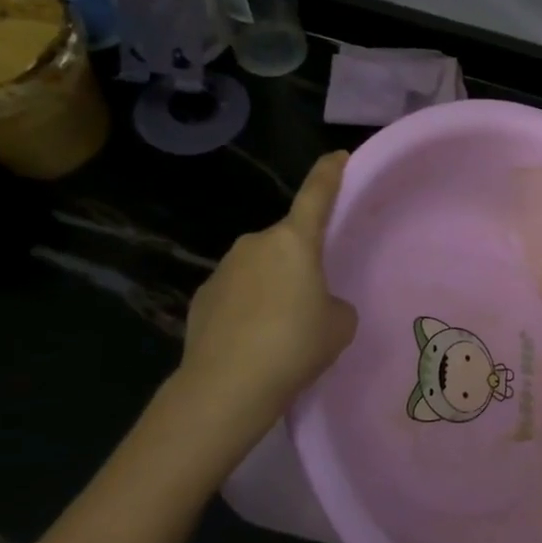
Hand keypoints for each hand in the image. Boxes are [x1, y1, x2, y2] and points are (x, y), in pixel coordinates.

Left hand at [172, 152, 358, 442]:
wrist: (227, 386)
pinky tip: (255, 340)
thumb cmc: (296, 345)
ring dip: (275, 285)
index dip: (330, 173)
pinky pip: (237, 293)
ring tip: (285, 328)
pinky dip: (249, 308)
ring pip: (261, 268)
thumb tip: (316, 303)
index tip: (338, 156)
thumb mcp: (339, 324)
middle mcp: (255, 244)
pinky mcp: (202, 297)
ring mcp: (223, 269)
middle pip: (288, 241)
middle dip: (302, 260)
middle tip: (316, 298)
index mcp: (294, 241)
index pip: (317, 195)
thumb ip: (335, 303)